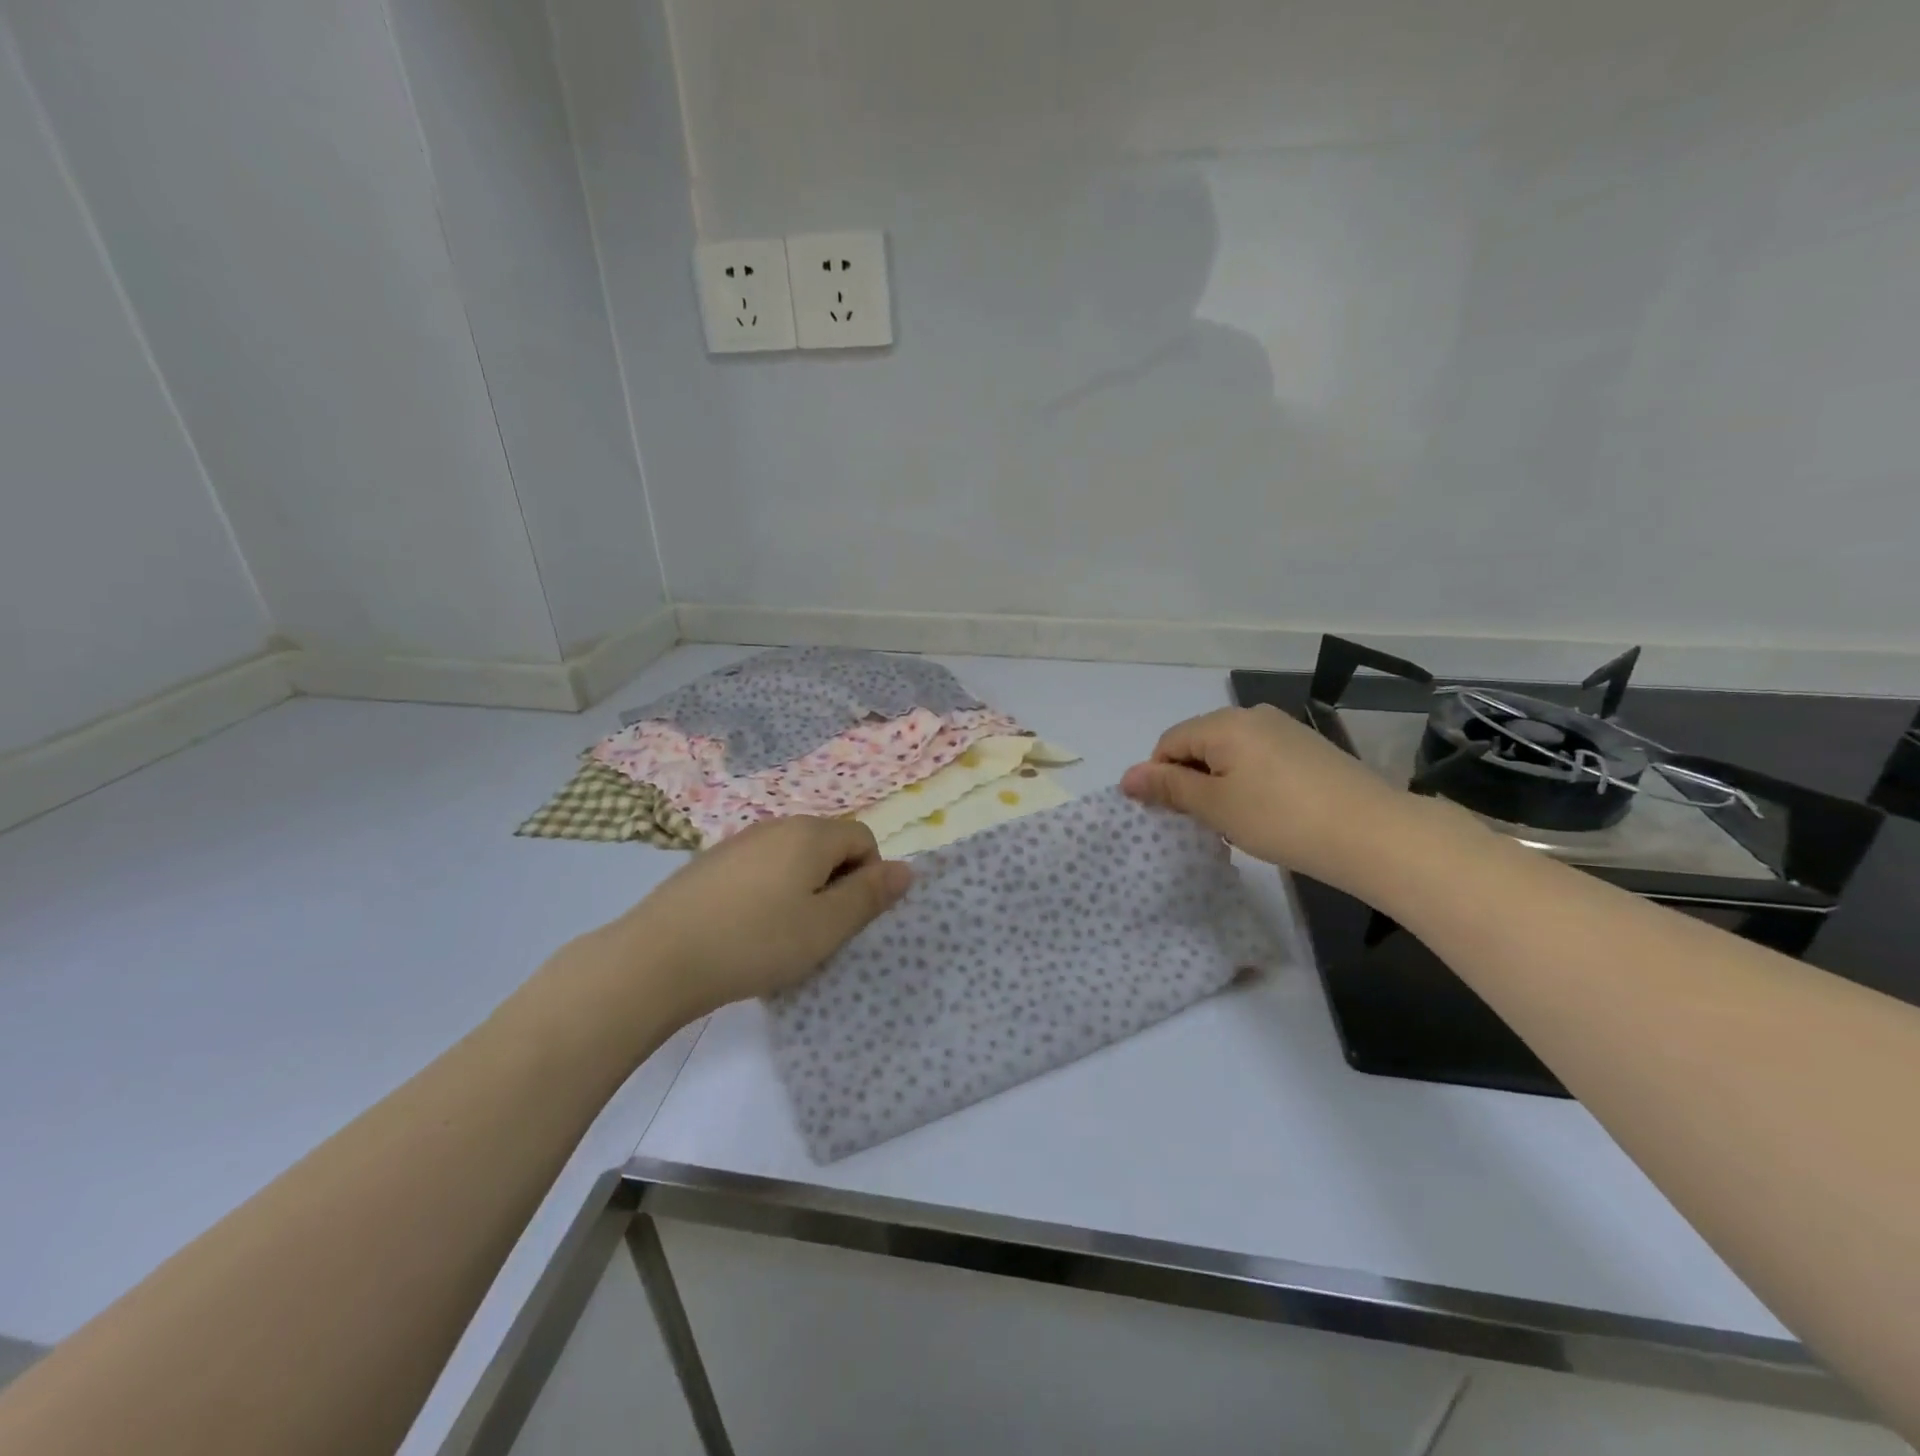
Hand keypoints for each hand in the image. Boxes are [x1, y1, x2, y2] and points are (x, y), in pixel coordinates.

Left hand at [596, 817, 911, 1024]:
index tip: (846, 918)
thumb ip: (870, 895)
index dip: (868, 876)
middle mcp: (776, 825)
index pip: (863, 838)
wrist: (657, 958)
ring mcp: (738, 841)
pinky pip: (759, 867)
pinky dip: (767, 891)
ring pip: (792, 857)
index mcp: (810, 834)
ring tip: (781, 933)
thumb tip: (907, 868)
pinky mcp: (710, 862)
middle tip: (818, 929)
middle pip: (827, 844)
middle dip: (835, 882)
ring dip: (801, 888)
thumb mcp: (826, 927)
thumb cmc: (755, 942)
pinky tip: (745, 928)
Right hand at [1120, 704, 1434, 890]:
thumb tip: (1127, 776)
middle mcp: (1252, 715)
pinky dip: (1248, 782)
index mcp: (1223, 723)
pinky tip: (1265, 813)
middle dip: (1190, 780)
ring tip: (1234, 822)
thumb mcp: (1215, 806)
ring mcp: (1285, 729)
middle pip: (1199, 744)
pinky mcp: (1309, 748)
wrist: (1373, 833)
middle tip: (1201, 822)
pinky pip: (1259, 759)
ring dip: (1219, 784)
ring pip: (1229, 753)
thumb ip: (1169, 787)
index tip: (1171, 816)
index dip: (1159, 778)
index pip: (1169, 743)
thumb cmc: (1280, 818)